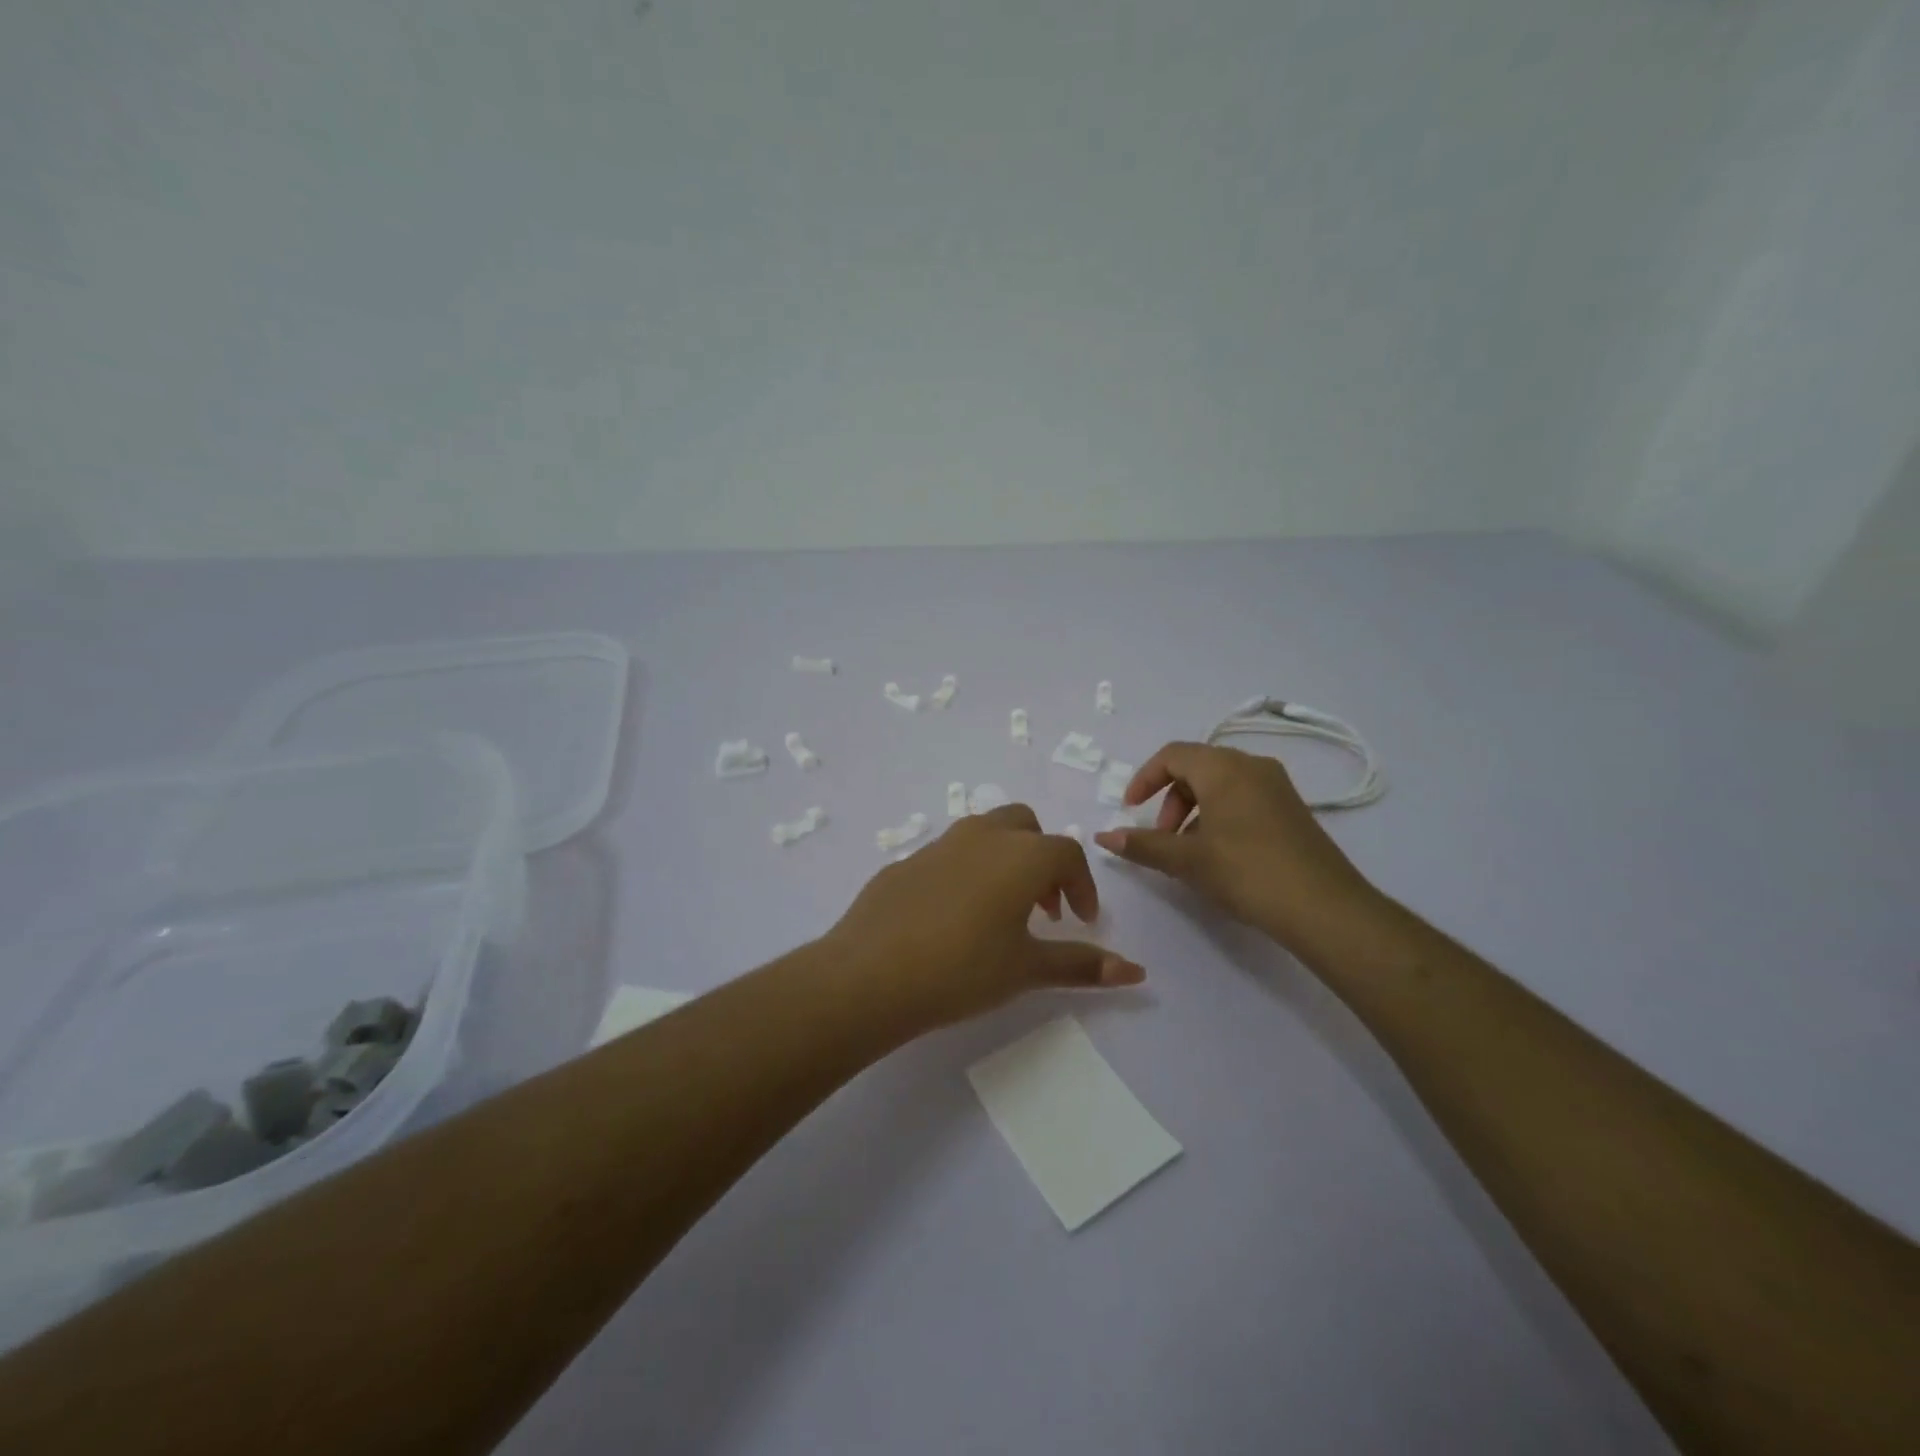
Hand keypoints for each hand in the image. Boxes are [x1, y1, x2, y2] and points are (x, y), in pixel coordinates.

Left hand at [825, 804, 1145, 1029]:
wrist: (870, 974)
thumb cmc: (962, 969)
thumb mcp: (1027, 969)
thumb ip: (1082, 965)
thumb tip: (1137, 972)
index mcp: (1020, 854)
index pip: (1067, 854)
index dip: (1081, 886)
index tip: (1081, 920)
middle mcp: (982, 836)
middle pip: (1026, 827)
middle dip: (1043, 860)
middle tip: (1043, 908)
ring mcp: (938, 844)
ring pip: (985, 833)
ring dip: (1005, 861)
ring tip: (1001, 912)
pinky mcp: (905, 861)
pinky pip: (949, 855)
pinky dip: (966, 873)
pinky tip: (952, 918)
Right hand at [1094, 741, 1380, 950]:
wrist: (1324, 908)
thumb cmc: (1247, 872)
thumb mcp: (1187, 860)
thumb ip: (1143, 845)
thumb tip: (1104, 837)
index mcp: (1224, 768)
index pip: (1172, 755)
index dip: (1144, 779)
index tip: (1130, 809)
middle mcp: (1252, 766)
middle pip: (1196, 767)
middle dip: (1169, 799)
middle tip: (1162, 838)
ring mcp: (1277, 786)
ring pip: (1220, 784)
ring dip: (1193, 810)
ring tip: (1188, 852)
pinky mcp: (1291, 809)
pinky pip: (1243, 798)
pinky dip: (1219, 816)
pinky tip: (1219, 855)